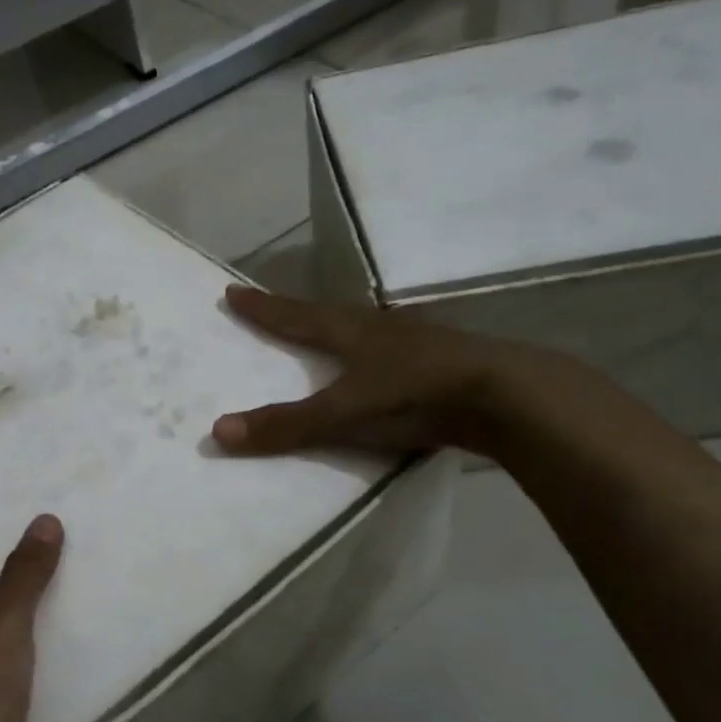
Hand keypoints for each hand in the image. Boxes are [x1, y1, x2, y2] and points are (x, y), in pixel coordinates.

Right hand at [211, 285, 547, 457]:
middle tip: (272, 308)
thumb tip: (217, 431)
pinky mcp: (439, 360)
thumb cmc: (413, 395)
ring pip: (363, 327)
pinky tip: (379, 363)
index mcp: (348, 330)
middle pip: (325, 313)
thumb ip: (285, 426)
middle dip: (295, 311)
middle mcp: (377, 326)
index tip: (232, 290)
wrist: (503, 395)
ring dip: (336, 327)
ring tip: (322, 331)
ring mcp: (413, 340)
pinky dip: (372, 352)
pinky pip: (391, 350)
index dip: (261, 308)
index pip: (292, 315)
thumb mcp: (342, 415)